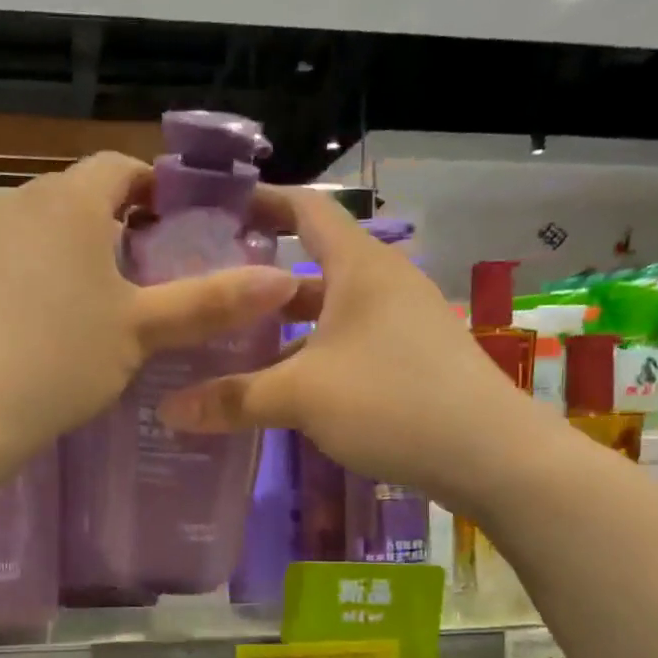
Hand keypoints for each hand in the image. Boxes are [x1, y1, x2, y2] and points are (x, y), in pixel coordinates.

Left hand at [0, 153, 298, 464]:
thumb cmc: (61, 362)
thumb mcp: (141, 333)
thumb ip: (210, 302)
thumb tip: (281, 280)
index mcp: (69, 202)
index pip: (119, 168)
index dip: (150, 191)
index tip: (166, 227)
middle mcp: (9, 198)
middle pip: (69, 199)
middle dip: (99, 229)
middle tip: (120, 282)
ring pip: (21, 229)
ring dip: (47, 253)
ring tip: (61, 310)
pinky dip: (1, 279)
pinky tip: (6, 328)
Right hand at [158, 188, 519, 506]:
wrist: (490, 454)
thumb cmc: (392, 401)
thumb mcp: (302, 397)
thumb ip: (233, 399)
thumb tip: (168, 410)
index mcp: (360, 265)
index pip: (305, 209)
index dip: (261, 202)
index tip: (214, 211)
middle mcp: (382, 283)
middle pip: (311, 264)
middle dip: (260, 278)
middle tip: (207, 291)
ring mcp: (401, 322)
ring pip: (329, 311)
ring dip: (285, 325)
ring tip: (232, 344)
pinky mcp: (411, 360)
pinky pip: (348, 343)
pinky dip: (312, 354)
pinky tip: (284, 386)